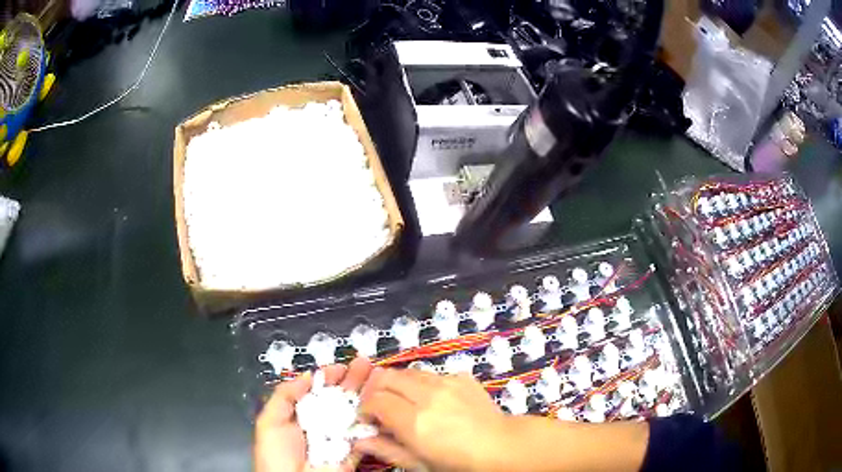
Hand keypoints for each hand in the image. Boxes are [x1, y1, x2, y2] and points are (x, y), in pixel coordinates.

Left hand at [255, 357, 373, 471]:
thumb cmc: (276, 454)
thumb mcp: (270, 421)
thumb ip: (285, 395)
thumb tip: (307, 375)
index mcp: (301, 415)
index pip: (318, 391)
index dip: (330, 377)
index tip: (342, 365)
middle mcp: (322, 423)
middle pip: (339, 398)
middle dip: (353, 380)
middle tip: (366, 363)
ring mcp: (339, 437)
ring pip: (355, 412)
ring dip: (368, 394)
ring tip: (379, 376)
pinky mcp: (354, 451)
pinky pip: (366, 434)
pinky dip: (376, 419)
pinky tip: (384, 403)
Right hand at [355, 369, 510, 470]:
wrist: (501, 447)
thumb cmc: (458, 463)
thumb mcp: (419, 464)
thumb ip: (386, 450)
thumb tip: (359, 441)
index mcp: (415, 421)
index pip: (375, 400)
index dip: (365, 408)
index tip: (367, 419)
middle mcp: (428, 396)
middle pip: (387, 377)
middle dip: (376, 389)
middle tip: (379, 406)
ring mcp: (447, 383)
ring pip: (408, 372)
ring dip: (398, 384)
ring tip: (403, 402)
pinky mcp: (461, 377)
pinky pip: (432, 373)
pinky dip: (423, 383)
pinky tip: (431, 400)